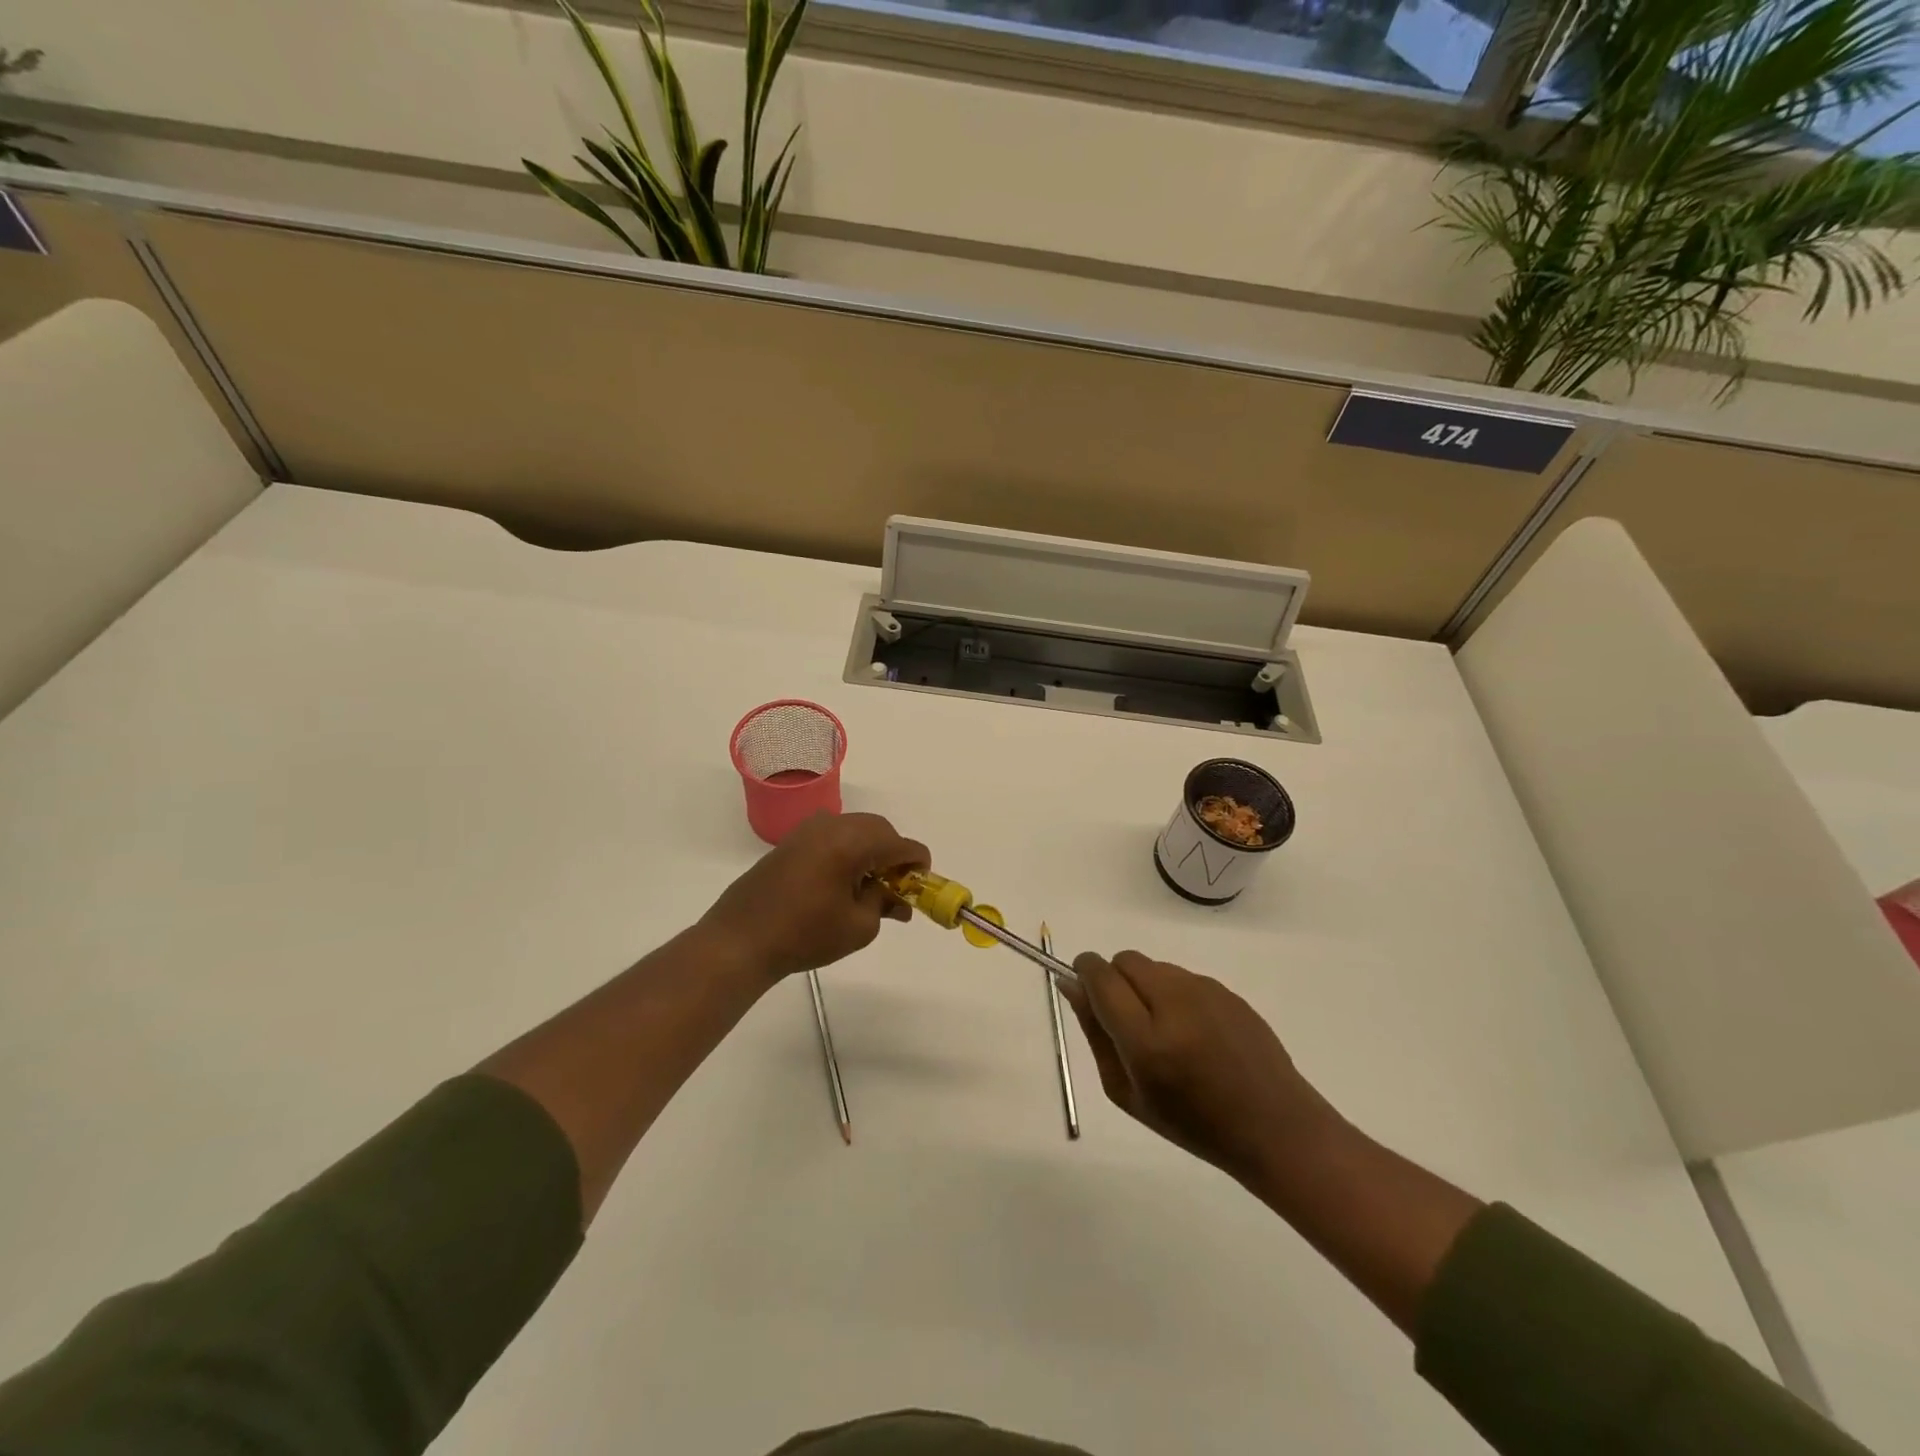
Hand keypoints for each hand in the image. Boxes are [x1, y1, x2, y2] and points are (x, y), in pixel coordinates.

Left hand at [700, 812, 929, 978]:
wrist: (741, 939)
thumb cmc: (804, 935)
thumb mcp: (858, 927)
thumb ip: (884, 904)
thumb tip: (897, 898)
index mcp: (852, 842)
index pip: (901, 844)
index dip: (918, 863)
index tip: (922, 884)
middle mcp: (832, 826)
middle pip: (879, 829)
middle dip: (894, 854)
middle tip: (898, 888)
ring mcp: (808, 830)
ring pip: (855, 830)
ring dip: (871, 851)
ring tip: (871, 888)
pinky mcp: (791, 842)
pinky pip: (833, 836)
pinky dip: (848, 851)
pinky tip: (844, 882)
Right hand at [1060, 951, 1337, 1189]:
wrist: (1273, 1127)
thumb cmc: (1192, 1123)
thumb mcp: (1127, 1093)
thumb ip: (1096, 1033)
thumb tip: (1072, 985)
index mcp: (1146, 1041)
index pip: (1101, 977)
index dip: (1085, 971)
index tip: (1082, 983)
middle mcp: (1175, 1005)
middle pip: (1125, 960)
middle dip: (1114, 978)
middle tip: (1125, 1017)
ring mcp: (1205, 992)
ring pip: (1154, 966)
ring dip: (1145, 986)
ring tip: (1165, 1030)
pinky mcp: (1227, 989)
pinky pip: (1182, 976)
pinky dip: (1174, 993)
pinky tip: (1194, 1031)